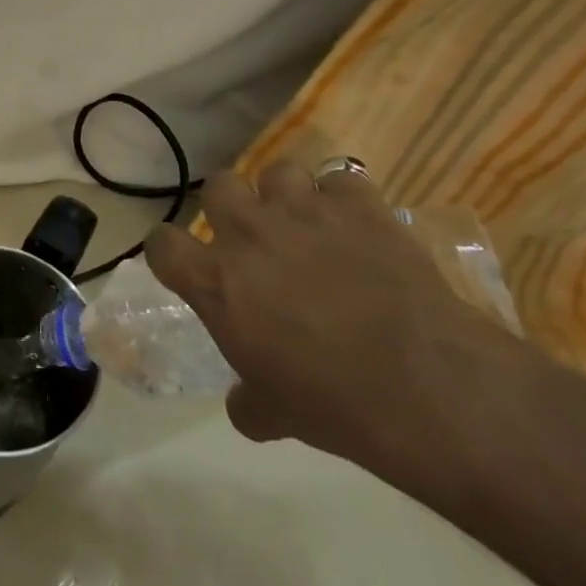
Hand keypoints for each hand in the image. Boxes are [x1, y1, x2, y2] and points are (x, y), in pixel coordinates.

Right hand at [145, 159, 524, 466]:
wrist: (423, 385)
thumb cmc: (332, 403)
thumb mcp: (274, 414)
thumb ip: (248, 401)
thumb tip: (244, 406)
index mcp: (215, 281)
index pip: (162, 244)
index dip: (170, 252)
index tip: (186, 265)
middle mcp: (249, 232)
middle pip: (218, 186)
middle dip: (231, 205)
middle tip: (253, 236)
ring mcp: (304, 211)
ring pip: (278, 170)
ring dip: (287, 194)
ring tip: (308, 222)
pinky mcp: (358, 204)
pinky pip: (342, 180)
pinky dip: (346, 199)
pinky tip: (359, 226)